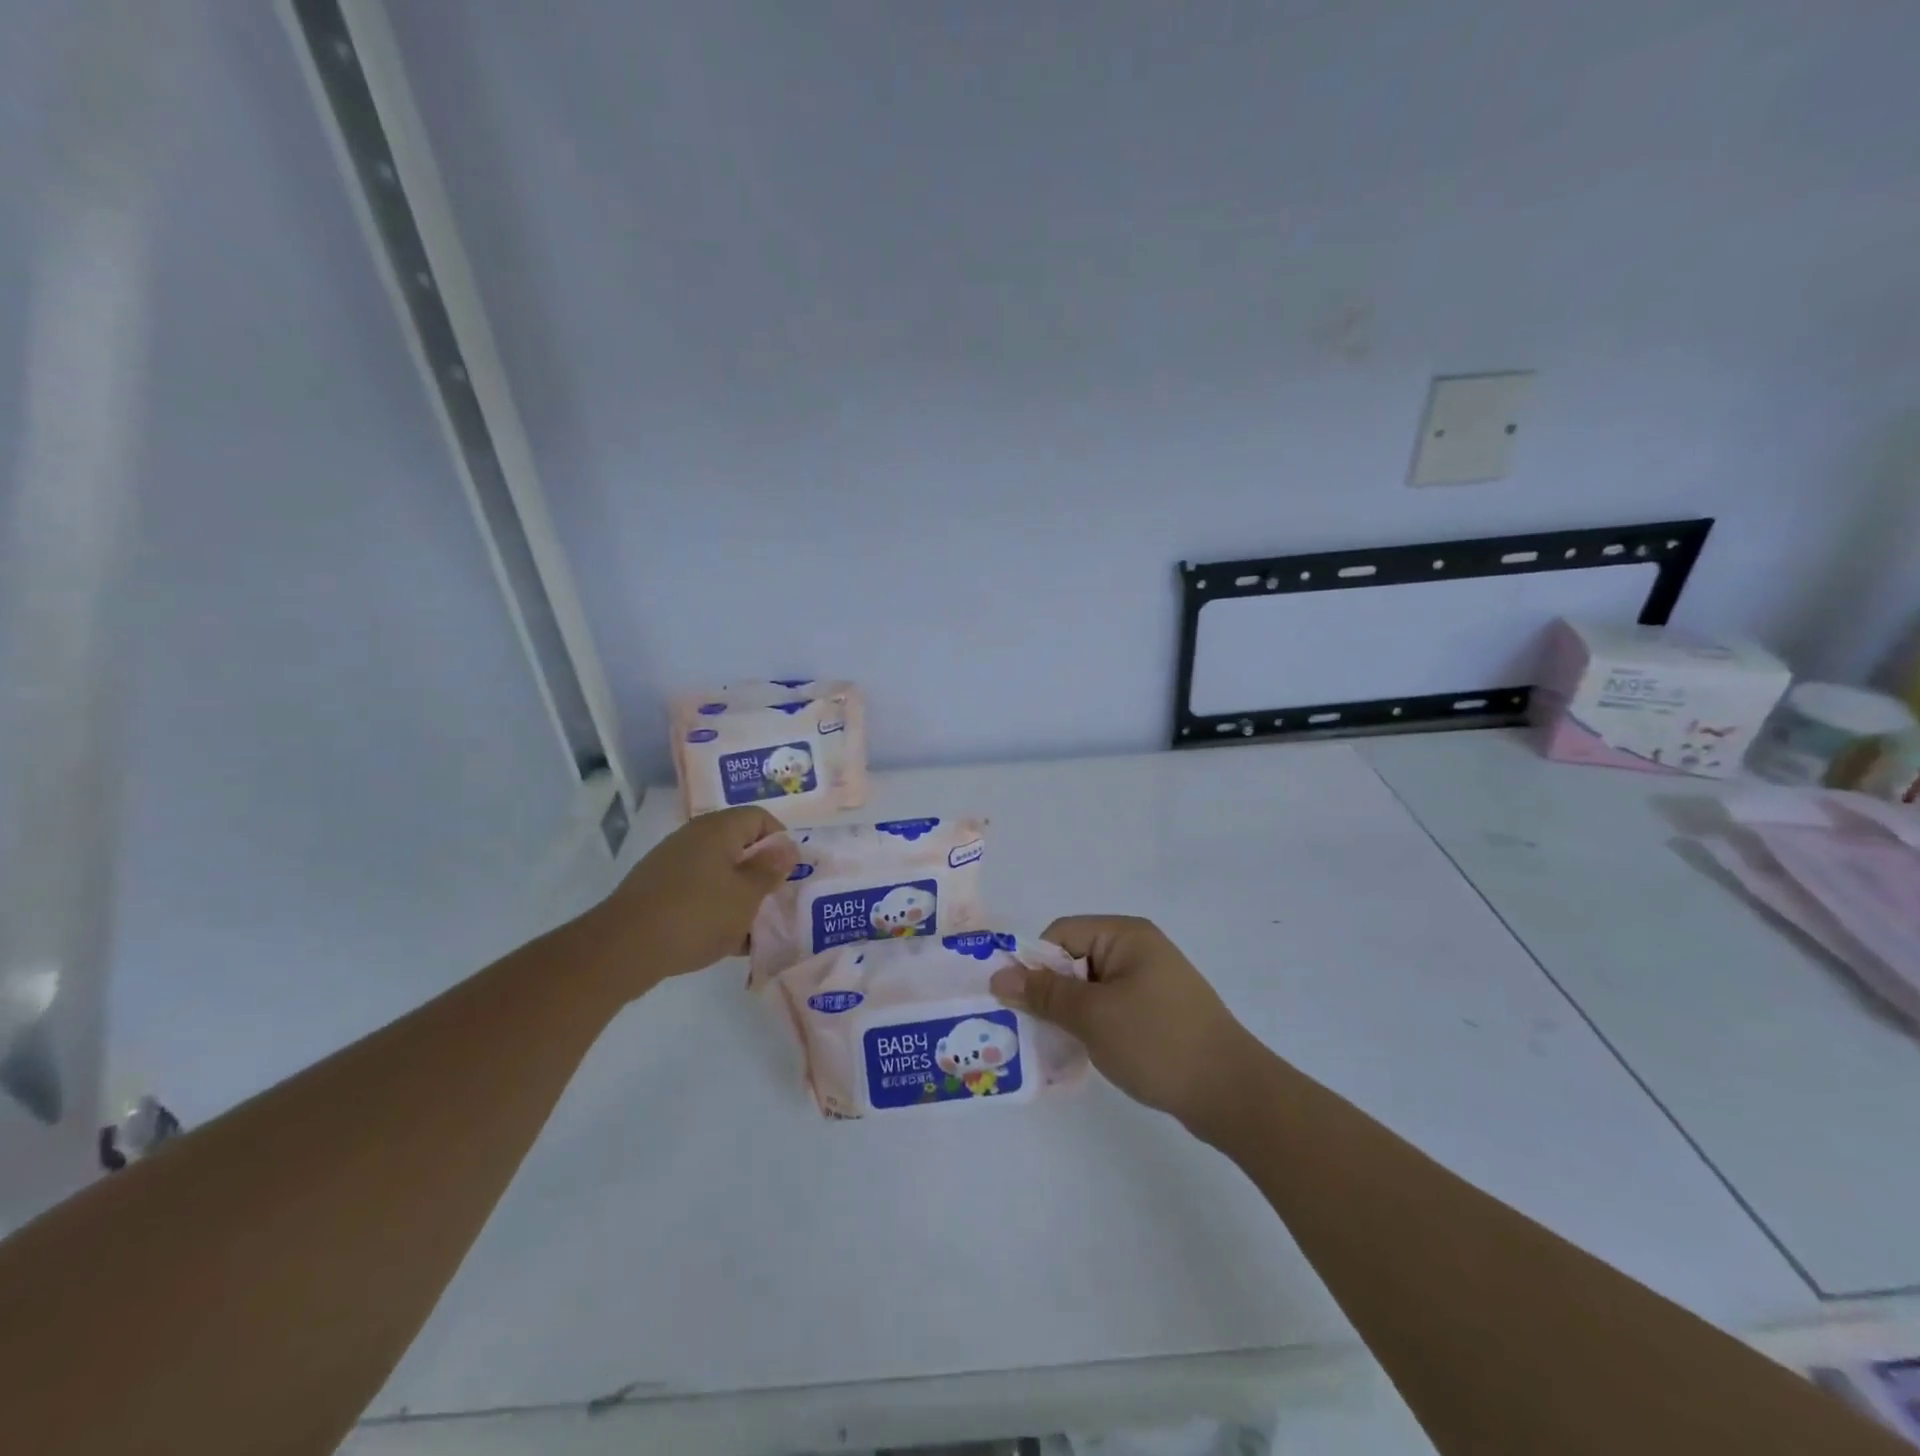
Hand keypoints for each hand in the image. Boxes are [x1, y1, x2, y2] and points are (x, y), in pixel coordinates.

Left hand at [584, 806, 798, 993]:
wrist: (623, 949)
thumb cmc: (697, 915)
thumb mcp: (746, 895)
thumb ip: (771, 869)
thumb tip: (788, 846)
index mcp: (718, 829)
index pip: (760, 818)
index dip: (781, 842)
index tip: (790, 874)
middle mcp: (694, 837)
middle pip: (740, 846)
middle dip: (761, 874)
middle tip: (775, 902)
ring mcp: (672, 863)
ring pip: (720, 872)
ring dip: (739, 895)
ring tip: (752, 928)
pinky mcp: (658, 890)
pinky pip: (699, 892)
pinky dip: (715, 909)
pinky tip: (724, 940)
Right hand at [989, 915, 1264, 1129]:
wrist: (1232, 1093)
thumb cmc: (1157, 1042)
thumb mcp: (1092, 1016)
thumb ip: (1044, 993)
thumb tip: (998, 975)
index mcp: (1125, 935)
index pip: (1061, 933)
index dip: (1035, 963)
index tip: (1018, 1001)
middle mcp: (1139, 949)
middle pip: (1075, 959)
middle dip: (1050, 991)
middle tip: (1030, 1028)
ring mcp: (1152, 982)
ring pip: (1092, 988)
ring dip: (1070, 1013)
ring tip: (1055, 1046)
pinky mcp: (1159, 1012)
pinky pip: (1112, 1008)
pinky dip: (1094, 1026)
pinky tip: (1085, 1054)